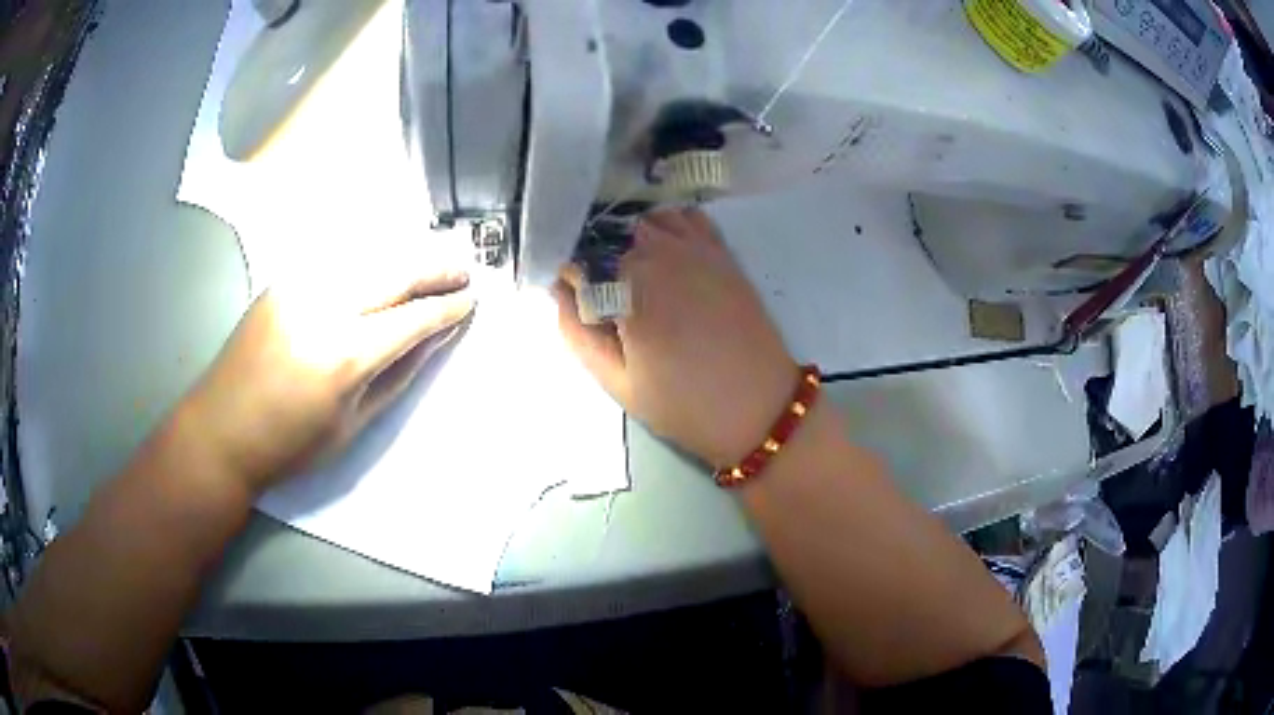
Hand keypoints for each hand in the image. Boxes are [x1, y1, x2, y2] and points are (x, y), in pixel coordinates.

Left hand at [185, 254, 474, 493]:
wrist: (222, 429)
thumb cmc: (291, 445)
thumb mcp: (353, 424)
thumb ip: (399, 374)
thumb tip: (436, 337)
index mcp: (344, 357)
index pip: (412, 318)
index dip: (447, 307)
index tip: (472, 300)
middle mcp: (324, 308)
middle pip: (394, 272)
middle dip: (435, 268)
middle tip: (464, 270)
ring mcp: (299, 287)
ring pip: (368, 256)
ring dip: (406, 257)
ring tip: (433, 263)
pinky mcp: (283, 281)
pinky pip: (338, 261)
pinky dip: (370, 260)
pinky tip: (384, 268)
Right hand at [554, 208, 797, 467]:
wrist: (761, 408)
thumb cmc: (685, 403)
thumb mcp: (617, 381)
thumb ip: (577, 331)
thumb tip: (559, 289)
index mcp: (630, 284)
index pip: (578, 257)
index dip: (567, 277)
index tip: (569, 299)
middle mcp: (662, 252)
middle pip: (609, 233)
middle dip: (595, 258)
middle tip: (600, 296)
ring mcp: (696, 247)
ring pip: (644, 221)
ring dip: (628, 240)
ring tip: (629, 277)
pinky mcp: (721, 253)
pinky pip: (685, 218)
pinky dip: (666, 226)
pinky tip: (664, 255)